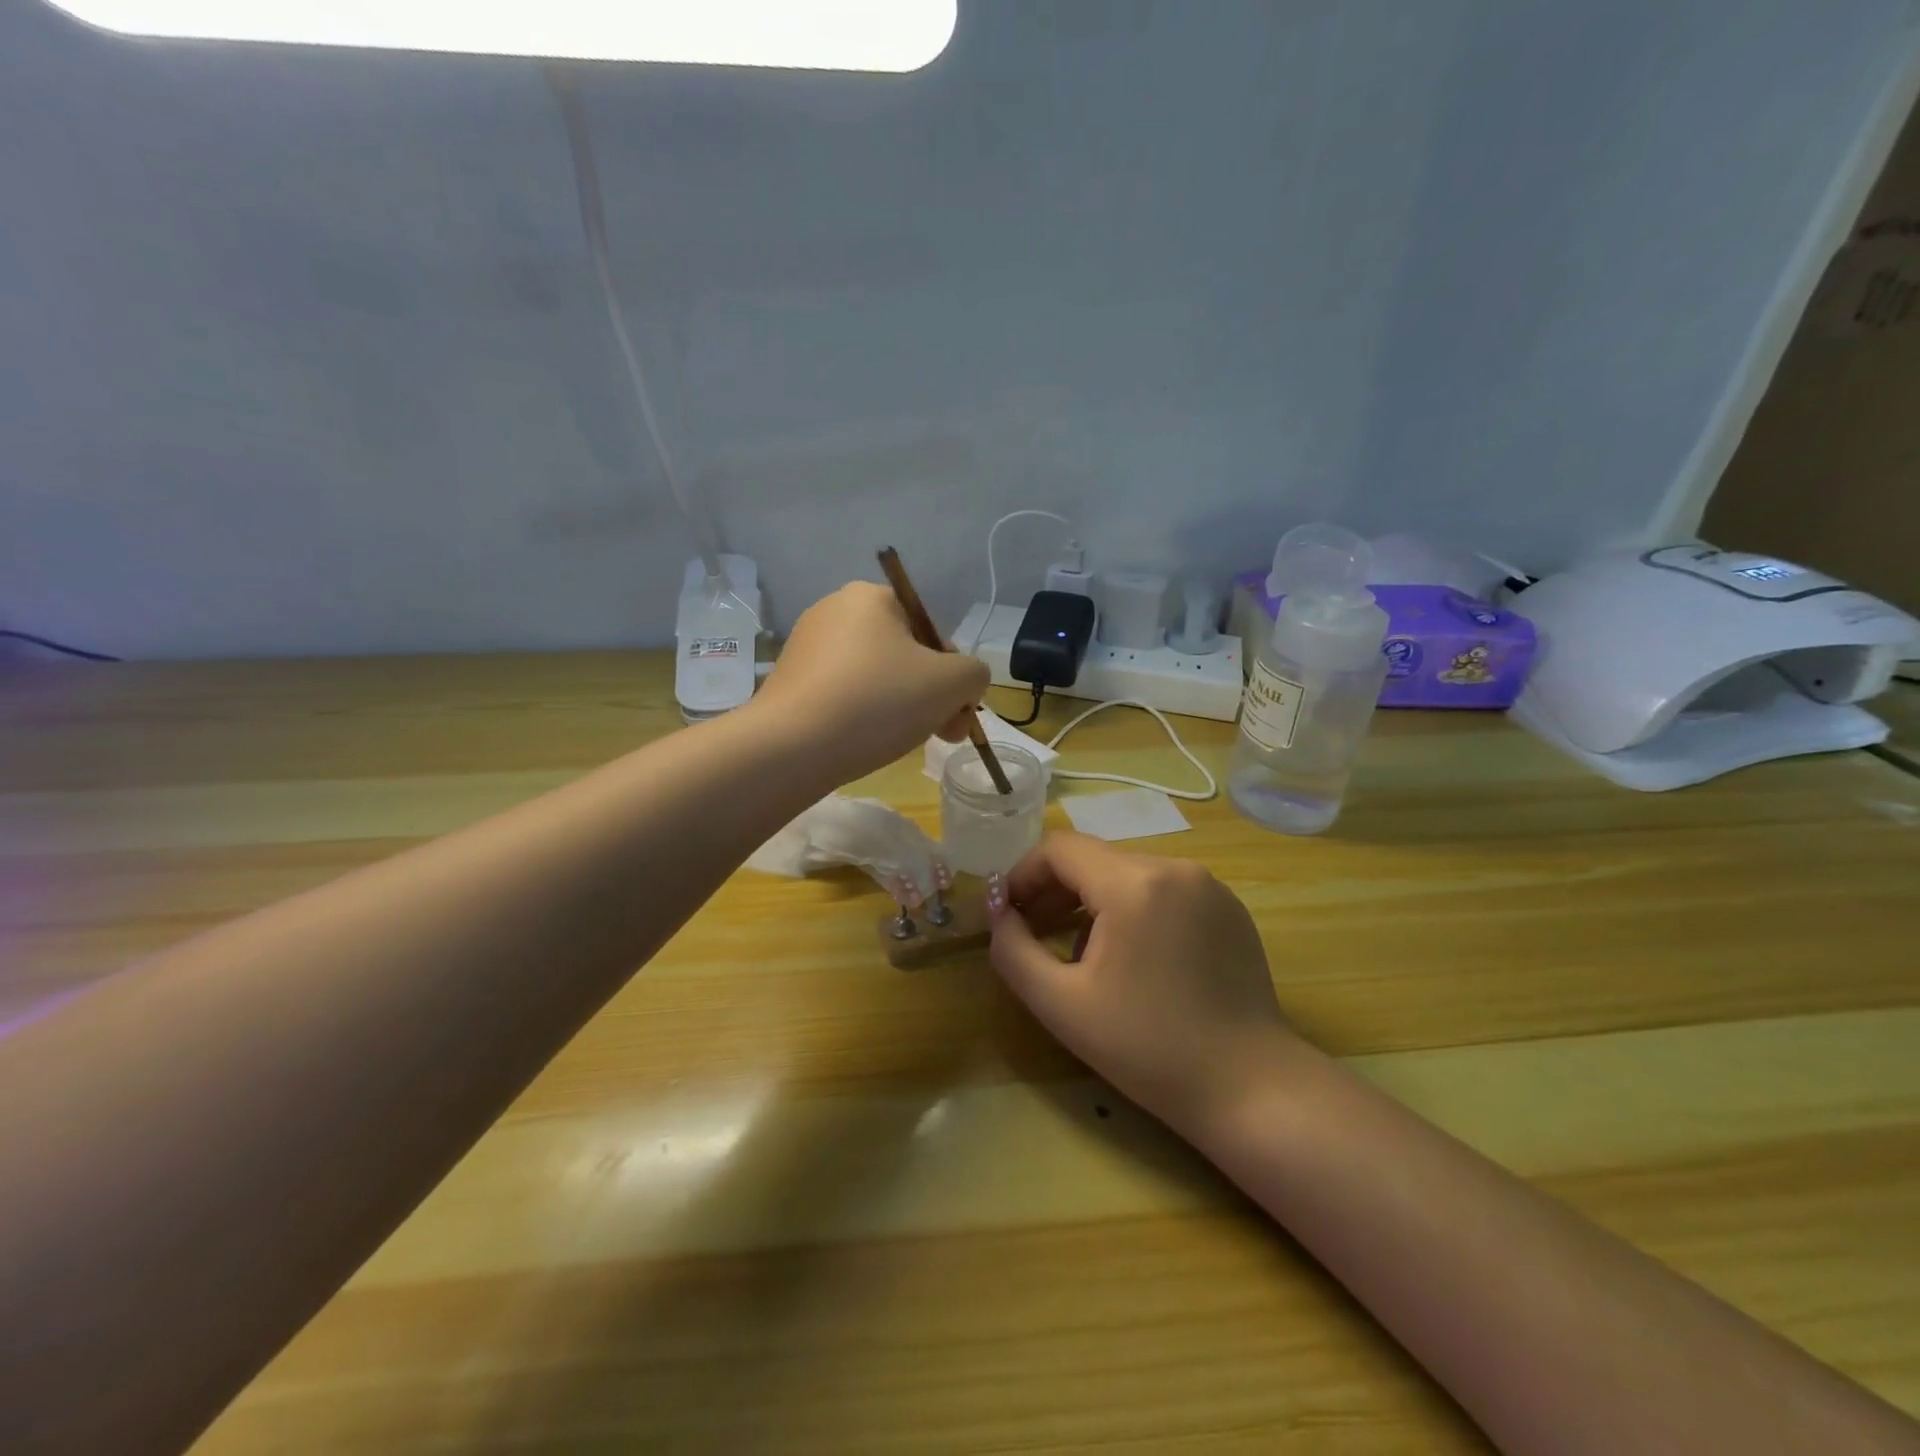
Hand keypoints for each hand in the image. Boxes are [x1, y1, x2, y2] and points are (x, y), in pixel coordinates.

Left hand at [752, 582, 990, 781]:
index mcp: (870, 597)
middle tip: (942, 733)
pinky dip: (862, 715)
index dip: (952, 673)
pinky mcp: (789, 681)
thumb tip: (965, 682)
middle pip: (903, 654)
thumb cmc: (879, 702)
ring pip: (875, 676)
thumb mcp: (951, 683)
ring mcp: (806, 646)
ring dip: (900, 706)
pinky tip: (866, 742)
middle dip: (930, 694)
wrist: (793, 747)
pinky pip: (843, 693)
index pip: (930, 630)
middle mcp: (834, 610)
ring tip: (904, 741)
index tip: (958, 712)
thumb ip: (974, 674)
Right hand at [989, 833, 1297, 1140]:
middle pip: (1094, 859)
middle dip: (1054, 890)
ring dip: (1092, 901)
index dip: (1023, 874)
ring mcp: (1208, 885)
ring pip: (1128, 874)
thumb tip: (1000, 914)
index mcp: (1134, 884)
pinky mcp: (1229, 908)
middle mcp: (1175, 868)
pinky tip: (1131, 959)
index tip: (1007, 912)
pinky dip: (1133, 909)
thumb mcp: (1061, 1004)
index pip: (1060, 849)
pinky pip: (1163, 890)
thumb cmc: (1147, 1048)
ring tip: (1077, 952)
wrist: (1249, 1087)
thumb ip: (1013, 950)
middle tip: (1032, 932)